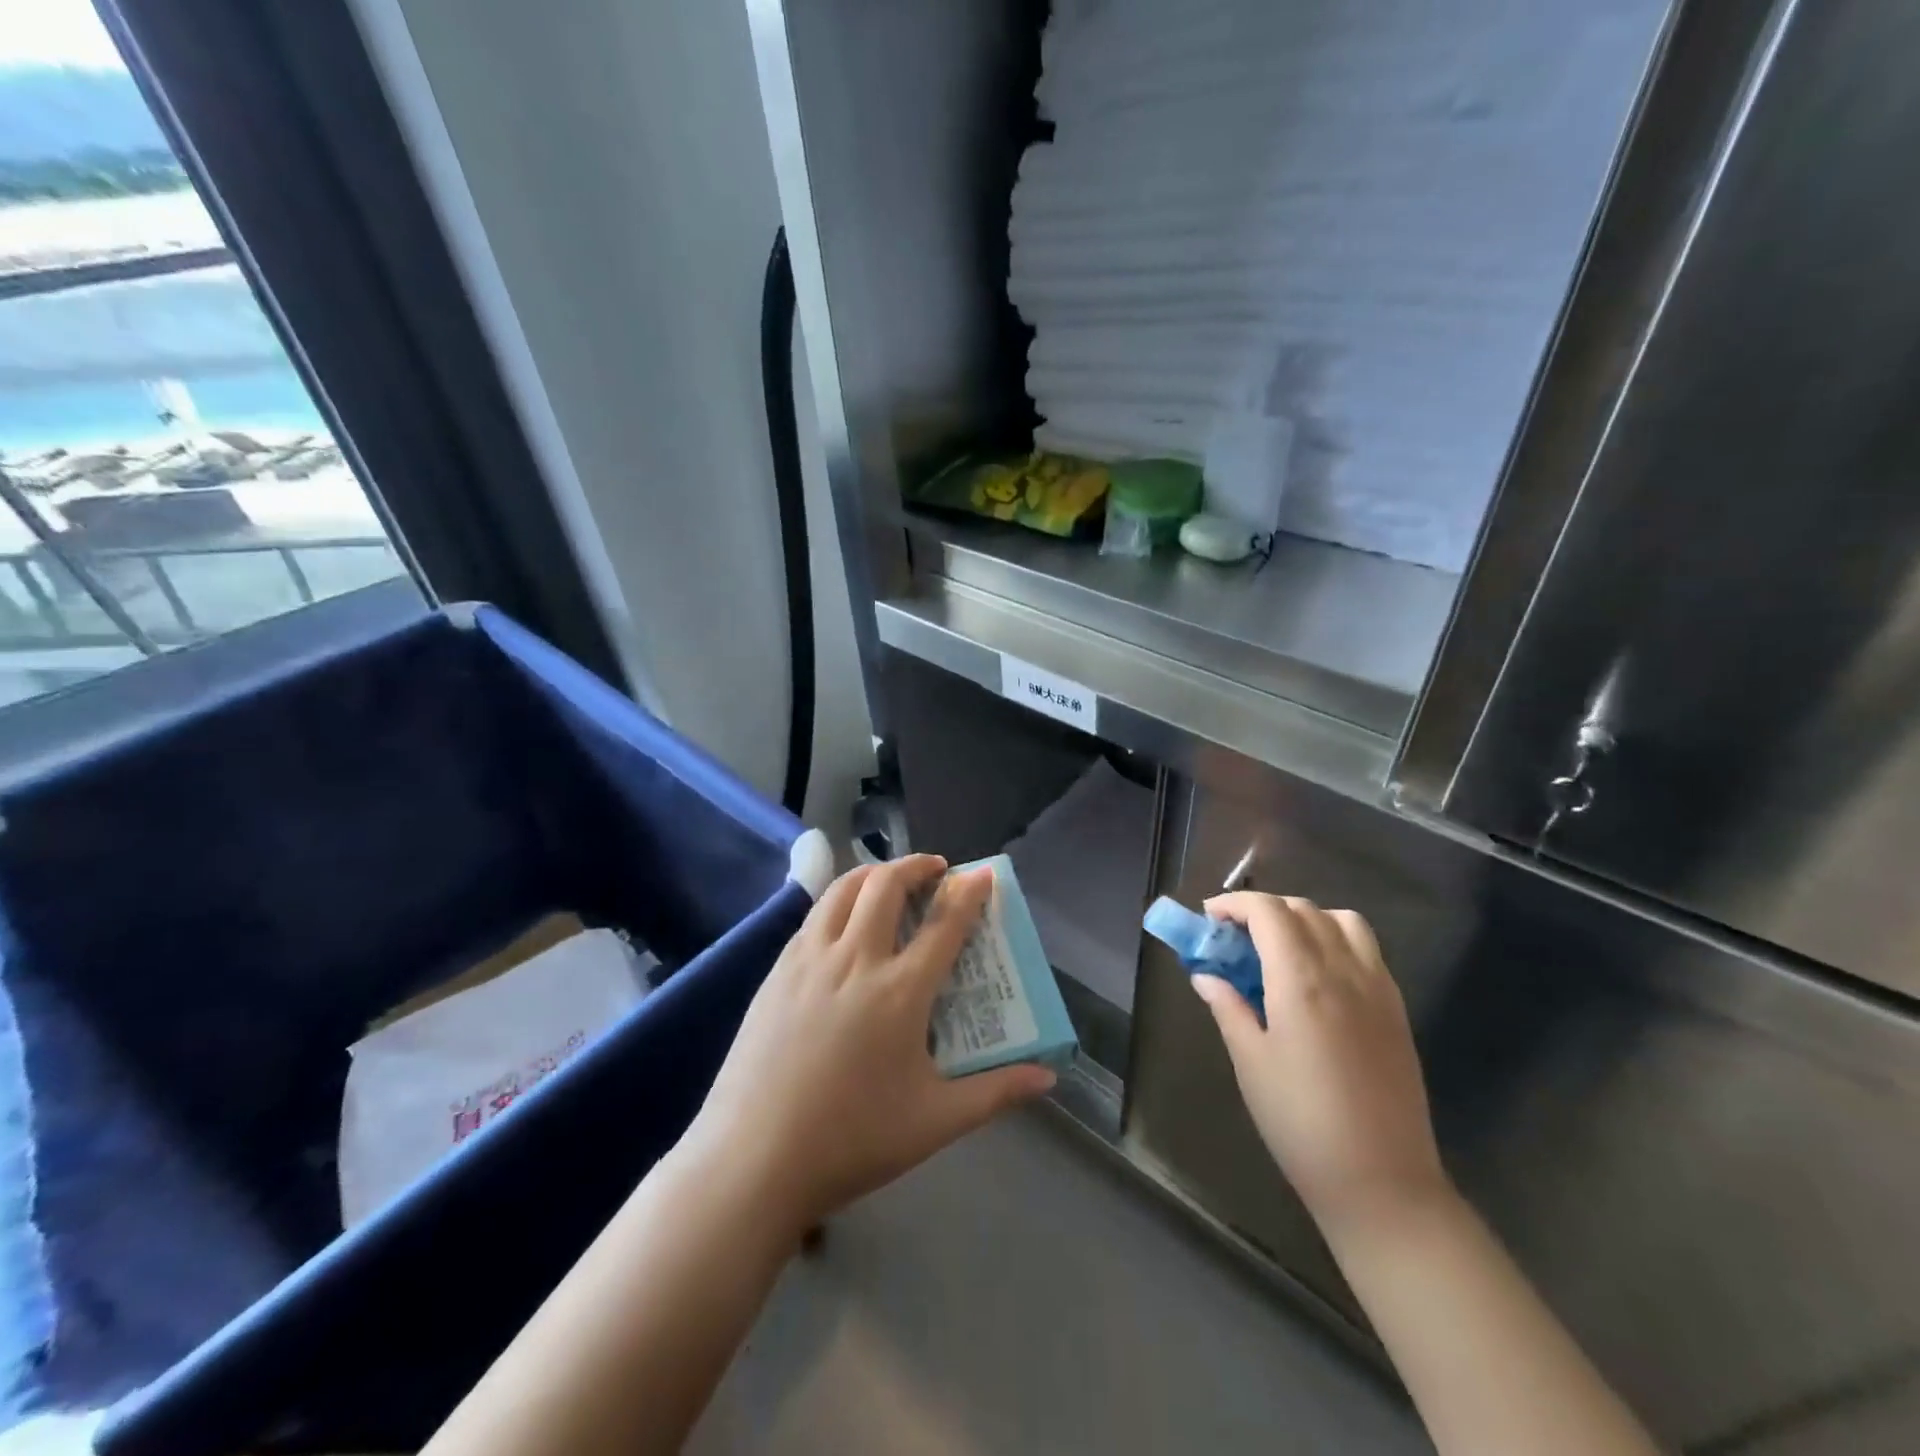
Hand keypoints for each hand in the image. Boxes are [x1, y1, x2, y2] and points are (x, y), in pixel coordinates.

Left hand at [685, 856, 1055, 1235]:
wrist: (753, 1158)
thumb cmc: (852, 1139)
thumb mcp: (935, 1121)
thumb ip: (996, 1092)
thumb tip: (1047, 1077)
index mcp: (900, 991)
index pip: (944, 923)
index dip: (969, 892)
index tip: (983, 874)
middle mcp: (855, 959)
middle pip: (886, 885)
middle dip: (916, 865)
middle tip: (934, 871)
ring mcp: (809, 960)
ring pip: (842, 889)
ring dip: (873, 873)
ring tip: (889, 881)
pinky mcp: (777, 971)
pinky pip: (813, 916)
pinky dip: (838, 902)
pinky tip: (842, 924)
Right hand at [1194, 892, 1448, 1234]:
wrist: (1383, 1182)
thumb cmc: (1301, 1122)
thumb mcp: (1250, 1063)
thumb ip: (1228, 1008)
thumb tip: (1206, 976)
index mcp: (1301, 981)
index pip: (1268, 912)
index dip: (1234, 904)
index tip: (1209, 918)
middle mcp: (1343, 971)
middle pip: (1302, 909)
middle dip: (1262, 910)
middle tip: (1234, 937)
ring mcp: (1377, 988)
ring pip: (1341, 921)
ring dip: (1304, 918)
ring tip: (1279, 947)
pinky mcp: (1397, 1009)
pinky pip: (1366, 949)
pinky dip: (1335, 939)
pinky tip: (1317, 975)